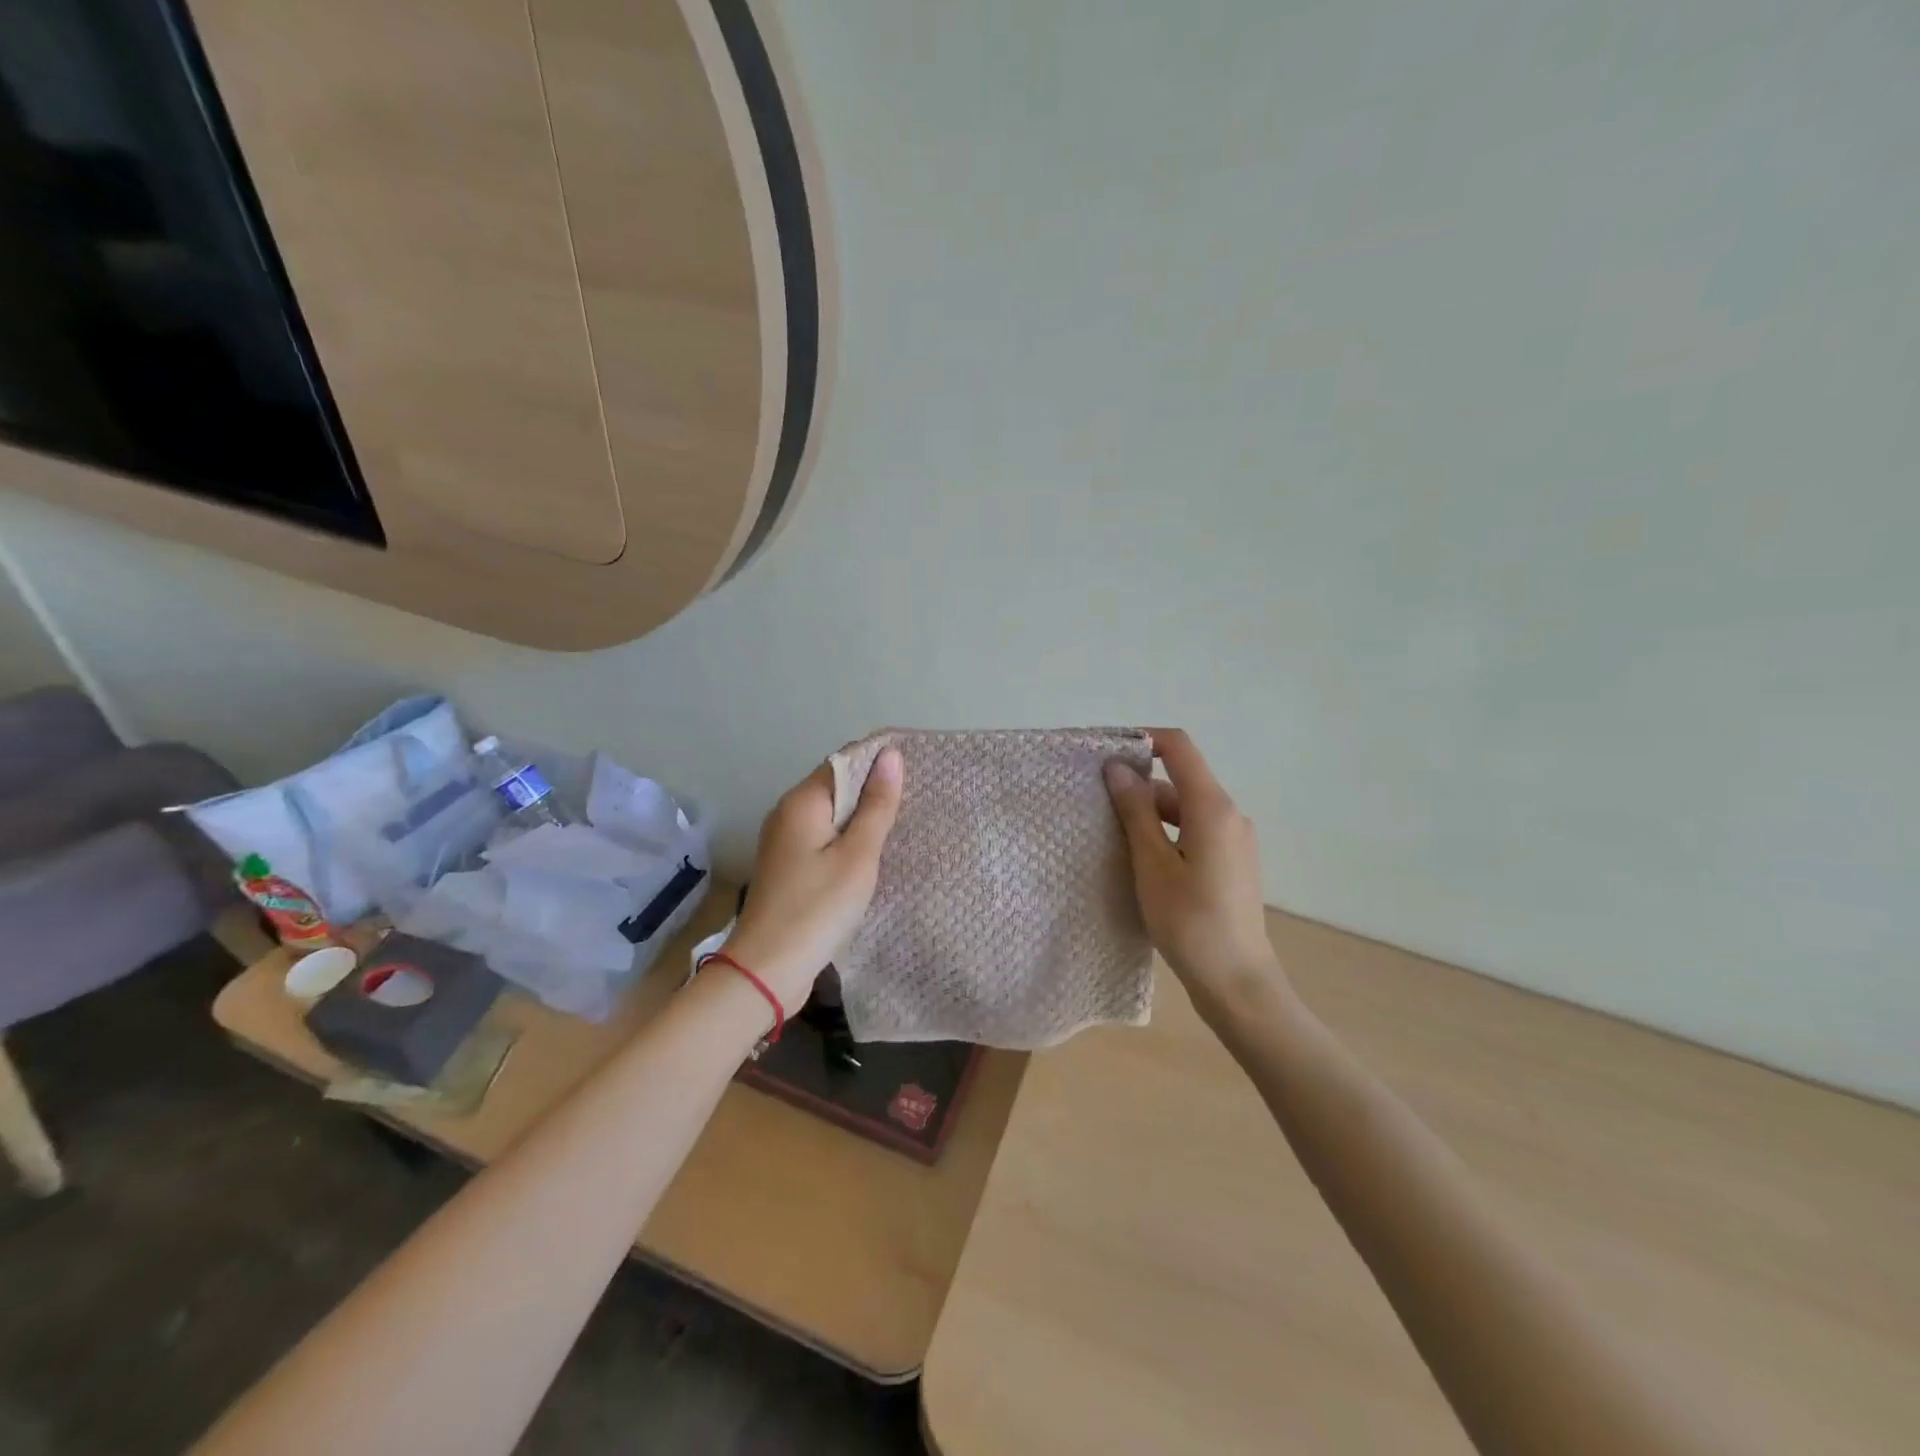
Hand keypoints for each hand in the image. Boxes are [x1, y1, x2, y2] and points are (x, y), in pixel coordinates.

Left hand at [724, 747, 903, 1011]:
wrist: (768, 970)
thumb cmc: (818, 908)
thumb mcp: (858, 855)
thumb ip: (876, 805)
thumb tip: (891, 755)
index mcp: (802, 802)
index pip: (844, 761)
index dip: (878, 761)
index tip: (917, 769)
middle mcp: (787, 813)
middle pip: (836, 787)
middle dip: (872, 790)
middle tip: (917, 800)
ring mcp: (783, 842)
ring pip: (830, 815)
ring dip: (861, 818)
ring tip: (901, 825)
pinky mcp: (787, 867)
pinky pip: (823, 839)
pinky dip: (847, 841)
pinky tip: (870, 856)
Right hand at [1104, 729, 1288, 1022]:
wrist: (1238, 983)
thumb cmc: (1190, 922)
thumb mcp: (1152, 864)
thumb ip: (1135, 811)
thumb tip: (1117, 767)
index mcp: (1212, 808)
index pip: (1179, 747)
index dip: (1142, 740)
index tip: (1105, 754)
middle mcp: (1230, 815)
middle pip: (1179, 780)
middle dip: (1138, 785)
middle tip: (1096, 806)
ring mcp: (1234, 840)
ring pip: (1185, 809)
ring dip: (1149, 814)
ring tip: (1112, 837)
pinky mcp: (1232, 863)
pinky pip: (1194, 831)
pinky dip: (1166, 834)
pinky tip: (1141, 861)